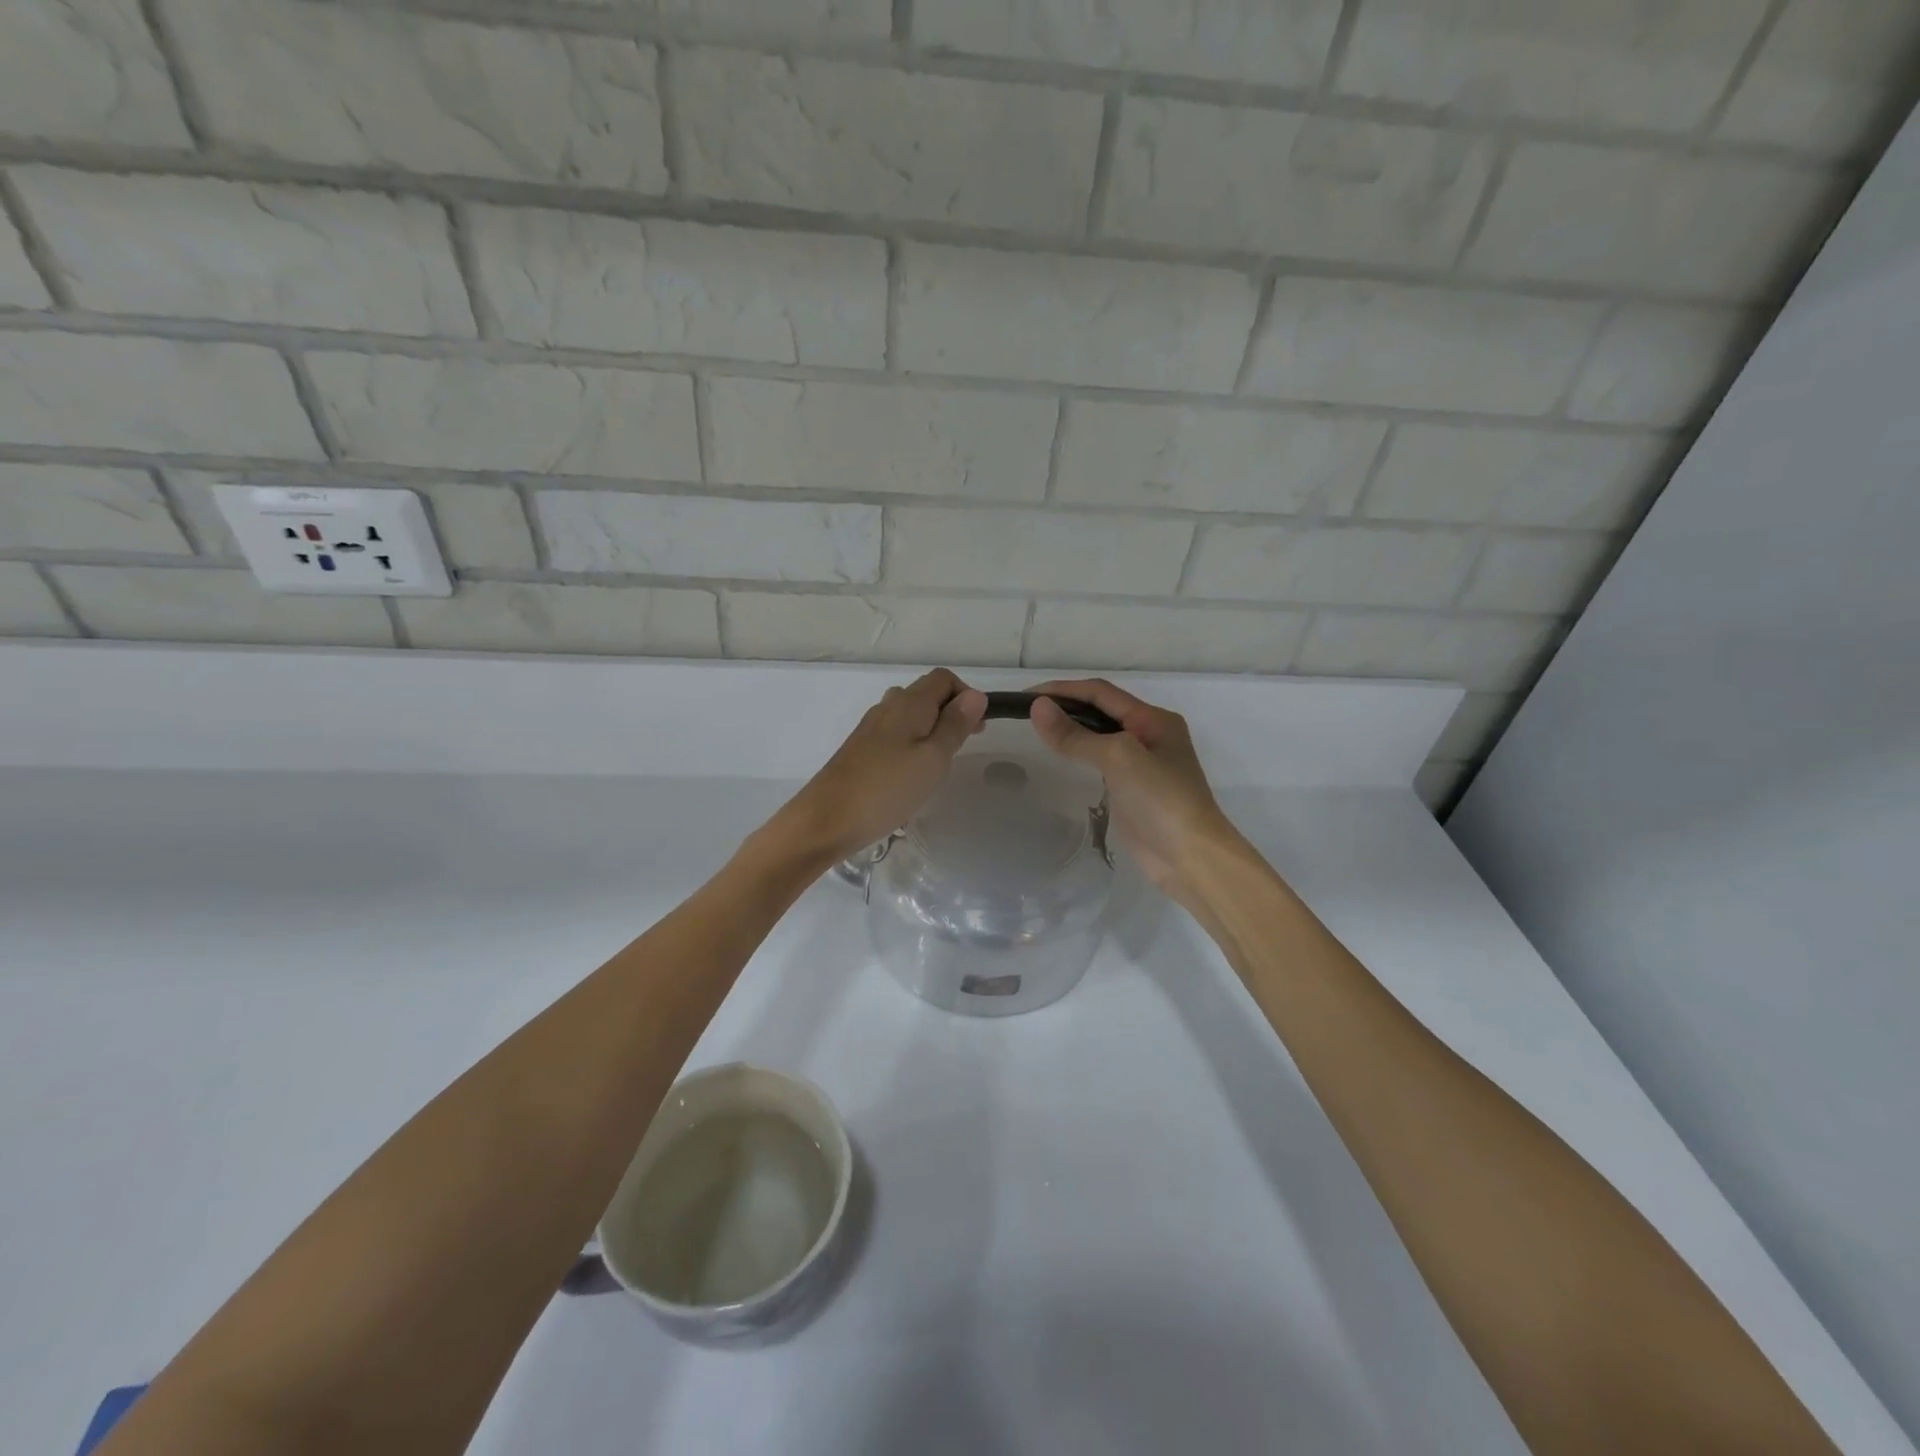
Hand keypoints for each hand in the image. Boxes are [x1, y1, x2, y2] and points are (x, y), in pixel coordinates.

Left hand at [770, 668, 987, 862]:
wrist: (826, 820)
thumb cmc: (887, 789)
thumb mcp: (933, 759)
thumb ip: (955, 725)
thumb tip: (975, 695)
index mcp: (908, 703)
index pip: (943, 679)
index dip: (966, 695)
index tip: (978, 727)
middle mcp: (888, 708)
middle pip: (925, 694)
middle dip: (951, 712)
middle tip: (965, 746)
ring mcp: (870, 729)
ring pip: (909, 715)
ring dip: (931, 729)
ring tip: (941, 762)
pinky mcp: (860, 750)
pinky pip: (895, 735)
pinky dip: (912, 744)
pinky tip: (913, 774)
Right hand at [1027, 679, 1242, 903]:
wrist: (1191, 858)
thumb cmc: (1161, 799)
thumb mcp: (1118, 758)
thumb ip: (1076, 734)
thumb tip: (1037, 708)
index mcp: (1153, 719)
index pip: (1101, 692)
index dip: (1063, 690)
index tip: (1026, 696)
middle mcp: (1150, 735)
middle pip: (1101, 711)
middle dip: (1066, 706)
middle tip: (1026, 713)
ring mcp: (1142, 765)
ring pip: (1100, 736)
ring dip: (1072, 729)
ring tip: (1037, 730)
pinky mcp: (1133, 790)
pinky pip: (1101, 762)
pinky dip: (1080, 754)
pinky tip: (1062, 758)